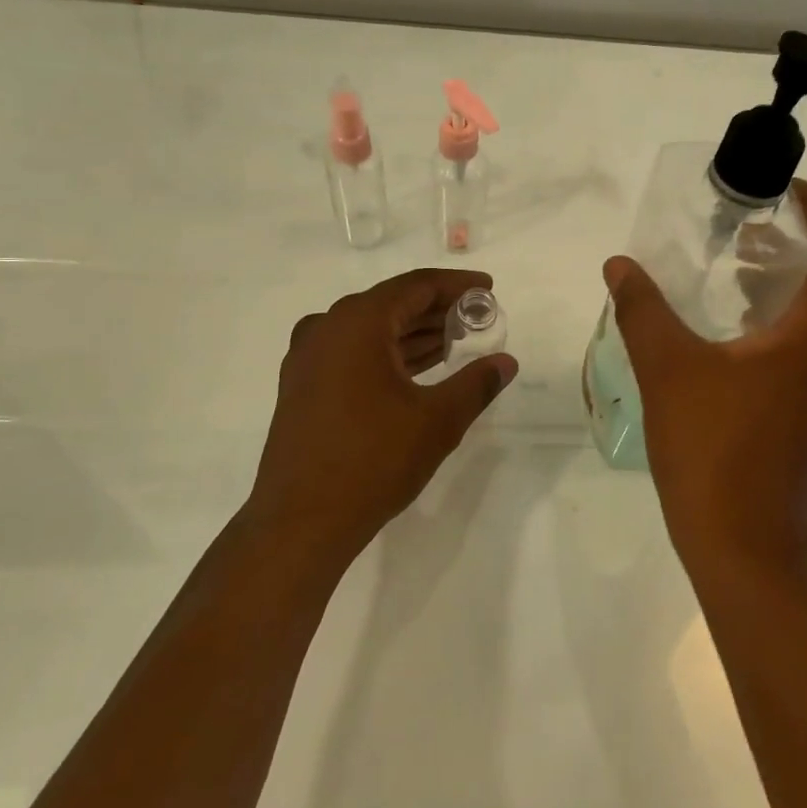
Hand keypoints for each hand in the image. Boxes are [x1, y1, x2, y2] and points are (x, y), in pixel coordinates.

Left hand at [249, 269, 516, 558]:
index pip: (416, 286)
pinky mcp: (301, 387)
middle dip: (437, 310)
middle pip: (391, 304)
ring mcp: (308, 359)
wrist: (301, 522)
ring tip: (455, 342)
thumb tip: (506, 363)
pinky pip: (352, 353)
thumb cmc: (374, 460)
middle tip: (477, 318)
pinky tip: (416, 370)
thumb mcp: (438, 420)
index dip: (456, 285)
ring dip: (413, 333)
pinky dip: (387, 353)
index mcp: (357, 323)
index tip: (488, 288)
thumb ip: (476, 384)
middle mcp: (327, 329)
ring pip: (370, 330)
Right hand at [603, 180, 806, 576]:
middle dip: (794, 251)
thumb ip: (642, 308)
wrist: (746, 552)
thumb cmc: (711, 451)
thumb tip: (618, 265)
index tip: (786, 192)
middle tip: (742, 241)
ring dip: (790, 296)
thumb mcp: (667, 369)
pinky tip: (743, 352)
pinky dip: (793, 335)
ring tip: (735, 292)